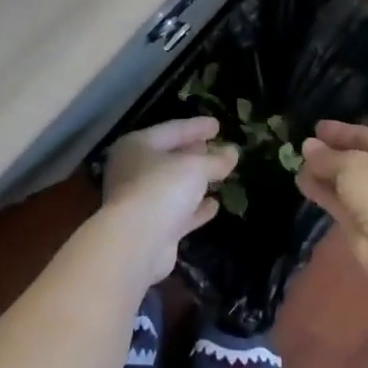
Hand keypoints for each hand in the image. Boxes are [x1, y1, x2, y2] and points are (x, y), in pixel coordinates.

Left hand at [99, 117, 237, 279]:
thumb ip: (215, 160)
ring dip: (197, 181)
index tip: (218, 125)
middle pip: (170, 157)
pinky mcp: (152, 228)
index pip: (171, 130)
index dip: (196, 127)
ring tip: (222, 173)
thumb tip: (233, 152)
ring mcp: (141, 201)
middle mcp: (134, 170)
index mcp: (137, 146)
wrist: (136, 243)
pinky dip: (195, 208)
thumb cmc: (161, 188)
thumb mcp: (194, 167)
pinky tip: (214, 205)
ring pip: (174, 186)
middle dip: (196, 153)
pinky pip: (178, 212)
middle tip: (218, 148)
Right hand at [298, 120, 367, 280]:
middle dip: (331, 155)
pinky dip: (325, 193)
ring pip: (348, 183)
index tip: (317, 128)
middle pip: (358, 160)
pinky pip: (343, 202)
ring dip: (324, 174)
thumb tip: (307, 145)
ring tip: (298, 165)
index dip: (342, 132)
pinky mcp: (367, 224)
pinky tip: (302, 183)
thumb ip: (328, 156)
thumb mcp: (351, 164)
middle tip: (305, 147)